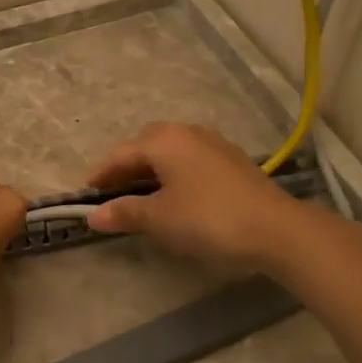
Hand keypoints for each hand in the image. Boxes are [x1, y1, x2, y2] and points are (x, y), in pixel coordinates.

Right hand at [85, 123, 305, 272]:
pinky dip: (174, 175)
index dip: (100, 174)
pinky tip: (175, 197)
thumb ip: (124, 212)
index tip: (85, 193)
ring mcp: (214, 145)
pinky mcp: (233, 162)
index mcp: (164, 140)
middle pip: (146, 146)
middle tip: (112, 193)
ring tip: (141, 196)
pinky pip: (190, 161)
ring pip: (171, 152)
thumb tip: (93, 215)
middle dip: (126, 167)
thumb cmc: (207, 219)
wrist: (276, 230)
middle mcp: (188, 133)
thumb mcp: (159, 218)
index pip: (120, 153)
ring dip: (151, 171)